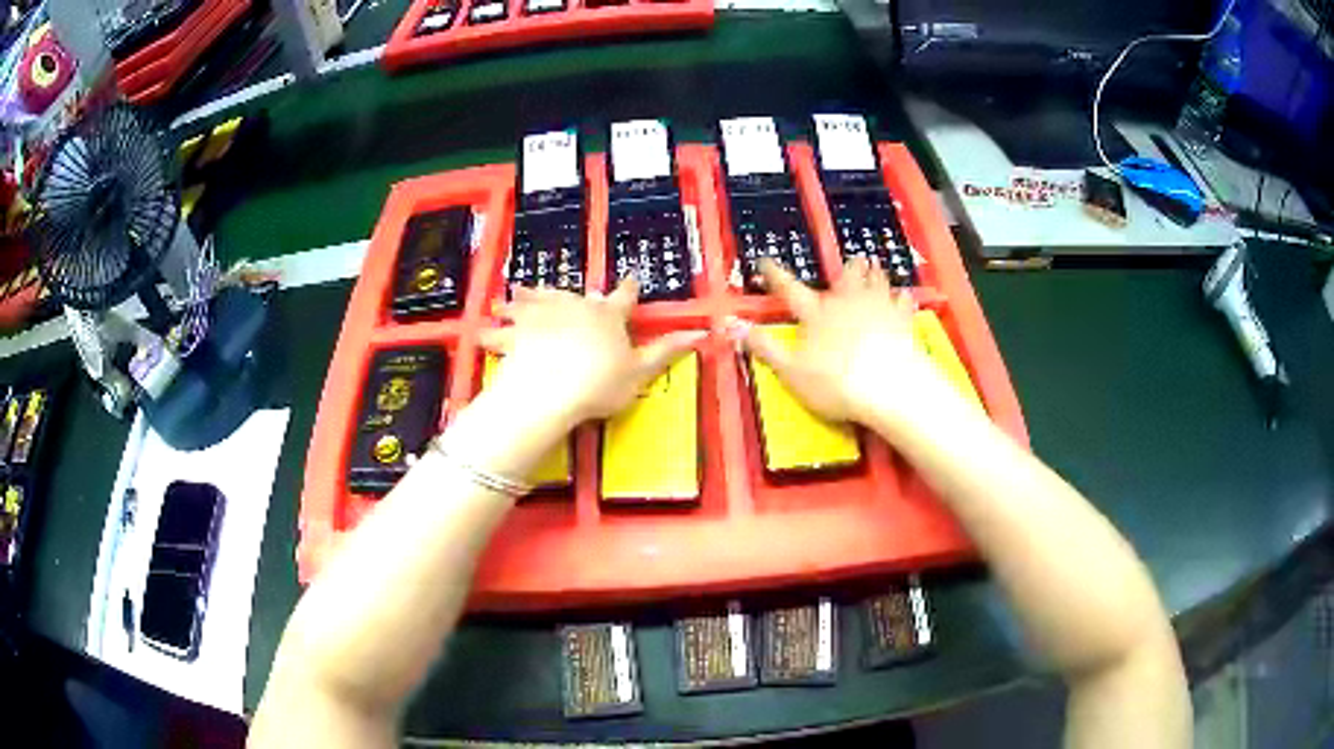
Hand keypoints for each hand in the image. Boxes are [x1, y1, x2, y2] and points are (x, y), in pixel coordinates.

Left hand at [480, 279, 704, 428]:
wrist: (551, 388)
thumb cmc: (600, 382)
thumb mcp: (640, 371)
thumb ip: (665, 351)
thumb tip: (701, 332)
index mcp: (608, 316)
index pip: (624, 297)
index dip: (629, 289)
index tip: (631, 279)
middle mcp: (574, 307)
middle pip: (572, 295)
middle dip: (567, 295)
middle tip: (556, 292)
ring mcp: (541, 316)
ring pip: (532, 302)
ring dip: (523, 300)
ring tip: (511, 296)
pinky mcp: (514, 332)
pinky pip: (501, 329)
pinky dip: (493, 329)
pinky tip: (483, 328)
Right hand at [730, 257, 944, 423]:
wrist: (888, 384)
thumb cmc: (835, 382)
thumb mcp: (791, 370)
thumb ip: (764, 346)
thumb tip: (730, 324)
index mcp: (816, 313)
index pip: (789, 289)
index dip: (775, 274)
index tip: (765, 260)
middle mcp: (847, 301)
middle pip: (846, 277)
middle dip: (847, 268)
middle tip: (853, 259)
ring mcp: (878, 307)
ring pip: (877, 282)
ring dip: (875, 274)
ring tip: (875, 265)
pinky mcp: (903, 320)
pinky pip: (904, 302)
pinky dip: (903, 298)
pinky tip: (906, 295)